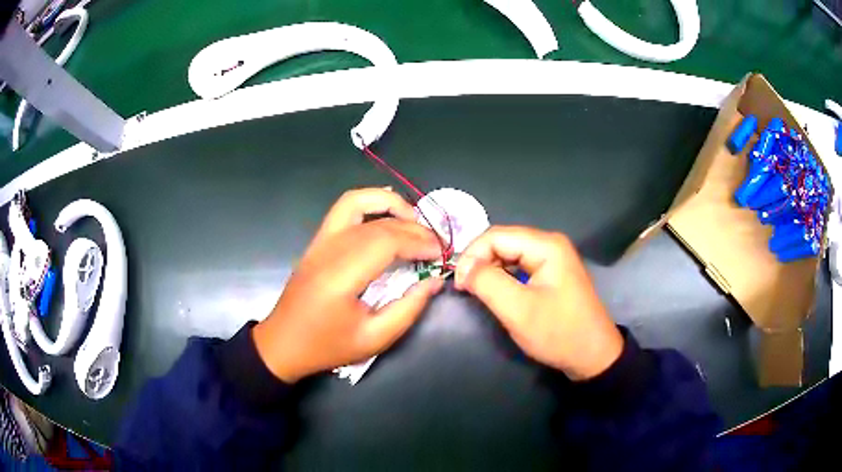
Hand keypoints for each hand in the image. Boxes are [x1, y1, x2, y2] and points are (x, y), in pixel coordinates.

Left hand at [253, 188, 444, 382]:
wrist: (283, 344)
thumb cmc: (327, 347)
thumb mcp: (374, 339)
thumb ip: (408, 309)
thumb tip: (434, 281)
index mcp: (340, 277)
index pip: (385, 242)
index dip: (417, 243)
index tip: (439, 255)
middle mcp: (328, 250)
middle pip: (377, 224)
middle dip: (413, 229)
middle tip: (436, 245)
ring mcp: (320, 241)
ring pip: (357, 203)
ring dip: (389, 204)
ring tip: (414, 220)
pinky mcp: (317, 241)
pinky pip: (344, 208)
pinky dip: (369, 203)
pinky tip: (388, 213)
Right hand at [455, 226, 622, 380]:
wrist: (593, 355)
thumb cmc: (558, 333)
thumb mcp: (518, 310)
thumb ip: (487, 283)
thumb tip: (463, 268)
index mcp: (546, 245)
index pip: (496, 236)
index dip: (472, 256)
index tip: (459, 284)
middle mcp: (550, 243)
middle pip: (503, 241)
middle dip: (480, 261)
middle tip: (465, 289)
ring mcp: (553, 257)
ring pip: (510, 253)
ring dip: (490, 269)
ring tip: (477, 291)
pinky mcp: (552, 272)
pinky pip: (520, 265)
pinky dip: (503, 276)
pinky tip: (497, 292)